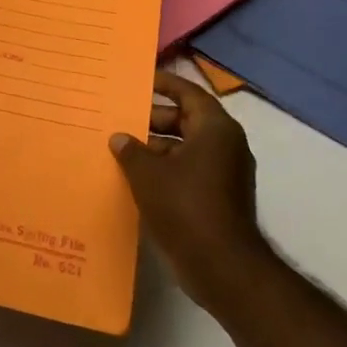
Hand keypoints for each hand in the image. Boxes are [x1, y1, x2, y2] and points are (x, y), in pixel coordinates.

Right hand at [111, 70, 275, 314]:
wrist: (221, 266)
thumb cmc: (185, 207)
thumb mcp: (147, 174)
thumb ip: (131, 150)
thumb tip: (120, 138)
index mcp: (215, 130)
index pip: (189, 94)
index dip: (164, 84)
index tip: (140, 80)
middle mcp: (226, 146)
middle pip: (187, 121)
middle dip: (154, 119)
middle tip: (121, 119)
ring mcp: (225, 174)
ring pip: (186, 148)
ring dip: (156, 147)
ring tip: (121, 149)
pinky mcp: (219, 198)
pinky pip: (188, 171)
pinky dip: (165, 169)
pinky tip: (136, 178)